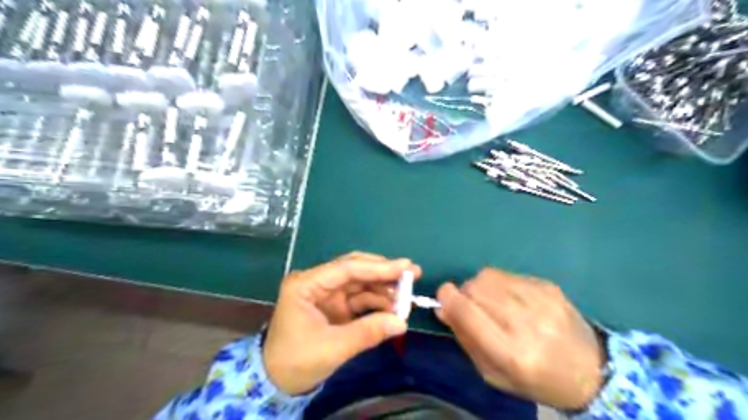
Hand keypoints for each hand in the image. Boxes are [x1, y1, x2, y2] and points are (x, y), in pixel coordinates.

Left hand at [261, 253, 420, 395]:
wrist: (277, 382)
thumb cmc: (296, 362)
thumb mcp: (332, 348)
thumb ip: (367, 333)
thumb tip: (402, 322)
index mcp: (306, 285)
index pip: (346, 269)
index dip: (378, 267)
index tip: (405, 266)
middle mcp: (317, 282)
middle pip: (355, 270)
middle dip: (383, 272)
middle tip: (412, 273)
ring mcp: (327, 293)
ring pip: (360, 283)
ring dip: (383, 289)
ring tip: (407, 297)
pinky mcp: (335, 305)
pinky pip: (360, 298)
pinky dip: (377, 302)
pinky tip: (393, 308)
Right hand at [436, 270, 602, 409]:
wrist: (592, 370)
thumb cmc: (537, 380)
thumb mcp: (494, 375)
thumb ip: (466, 339)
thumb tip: (444, 308)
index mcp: (513, 353)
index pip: (468, 312)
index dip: (448, 298)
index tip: (442, 297)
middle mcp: (527, 322)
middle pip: (476, 288)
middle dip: (463, 293)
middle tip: (469, 305)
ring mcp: (542, 300)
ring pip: (489, 276)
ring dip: (480, 286)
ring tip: (490, 301)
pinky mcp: (549, 286)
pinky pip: (507, 274)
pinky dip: (499, 283)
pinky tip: (510, 298)